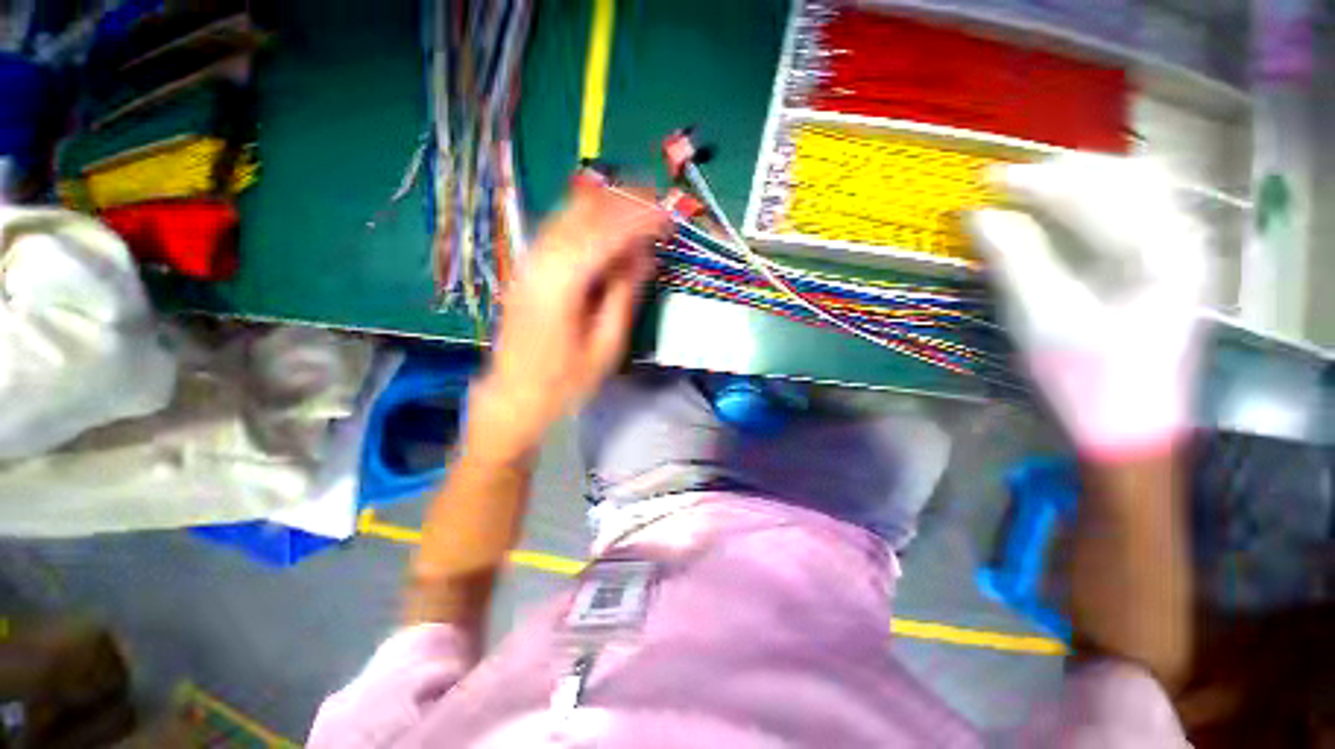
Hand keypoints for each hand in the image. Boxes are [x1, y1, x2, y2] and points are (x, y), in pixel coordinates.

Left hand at [467, 184, 672, 463]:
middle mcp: (541, 259)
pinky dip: (590, 219)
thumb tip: (645, 256)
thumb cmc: (565, 380)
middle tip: (660, 208)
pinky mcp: (527, 266)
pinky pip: (561, 227)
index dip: (642, 219)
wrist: (514, 395)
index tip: (670, 218)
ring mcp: (529, 259)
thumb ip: (625, 293)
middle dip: (626, 202)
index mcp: (562, 281)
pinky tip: (610, 227)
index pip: (607, 232)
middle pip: (586, 210)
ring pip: (571, 212)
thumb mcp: (606, 344)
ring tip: (641, 211)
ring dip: (609, 206)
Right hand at [968, 154, 1209, 459]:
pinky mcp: (1168, 266)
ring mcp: (1181, 251)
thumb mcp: (1040, 319)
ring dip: (1079, 182)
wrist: (1127, 430)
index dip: (1034, 180)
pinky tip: (1064, 212)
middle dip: (1061, 173)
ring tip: (1031, 190)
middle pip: (1126, 175)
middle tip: (1006, 183)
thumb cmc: (1084, 380)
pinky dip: (1095, 203)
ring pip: (1134, 188)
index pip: (1095, 191)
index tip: (984, 180)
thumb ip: (1014, 258)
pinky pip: (1135, 213)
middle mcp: (1181, 239)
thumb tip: (979, 216)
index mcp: (1158, 254)